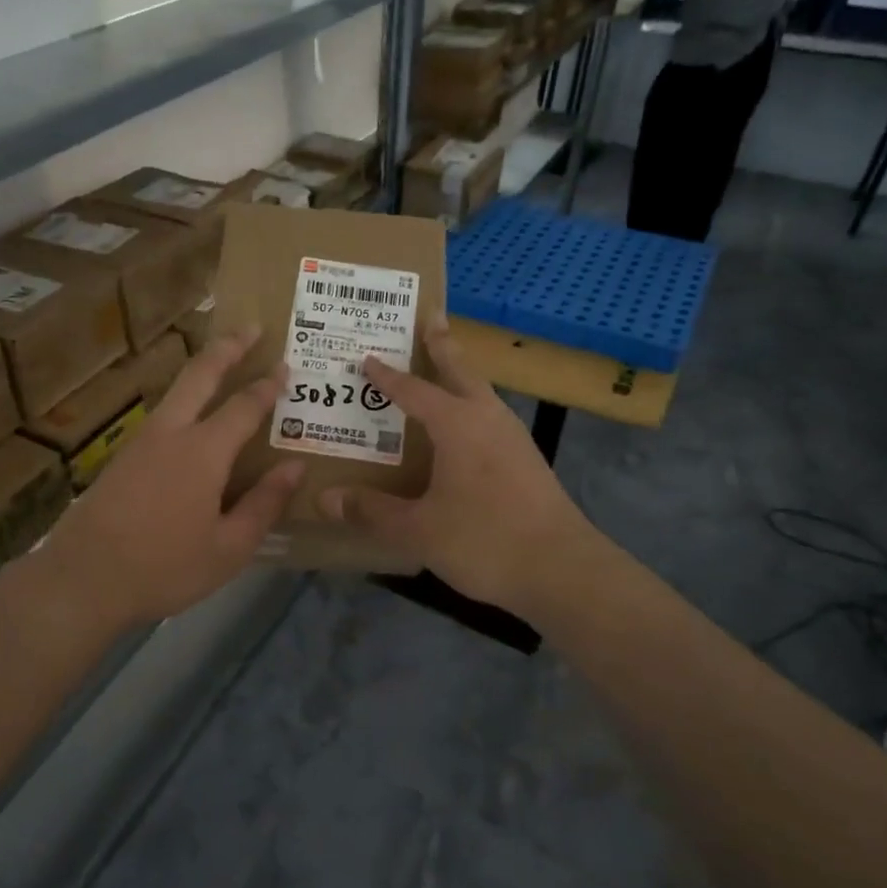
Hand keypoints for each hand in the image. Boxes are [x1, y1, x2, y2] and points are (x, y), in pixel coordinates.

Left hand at [33, 327, 303, 630]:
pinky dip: (184, 398)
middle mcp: (171, 433)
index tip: (285, 367)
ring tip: (223, 361)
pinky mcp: (122, 456)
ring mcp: (141, 441)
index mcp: (203, 452)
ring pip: (176, 390)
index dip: (267, 385)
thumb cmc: (165, 567)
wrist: (82, 579)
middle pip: (200, 374)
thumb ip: (264, 504)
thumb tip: (295, 467)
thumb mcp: (229, 548)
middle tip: (250, 327)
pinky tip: (191, 414)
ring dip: (202, 368)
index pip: (244, 406)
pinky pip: (162, 414)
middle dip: (227, 346)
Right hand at [318, 323, 593, 614]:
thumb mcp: (418, 530)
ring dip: (462, 377)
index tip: (367, 358)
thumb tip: (325, 498)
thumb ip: (372, 511)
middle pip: (462, 372)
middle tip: (432, 318)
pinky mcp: (527, 462)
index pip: (413, 391)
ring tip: (445, 371)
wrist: (561, 569)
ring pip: (482, 394)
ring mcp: (514, 439)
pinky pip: (491, 419)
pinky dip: (473, 408)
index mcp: (458, 425)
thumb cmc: (484, 540)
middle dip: (443, 346)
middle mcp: (488, 420)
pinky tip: (466, 433)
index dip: (387, 376)